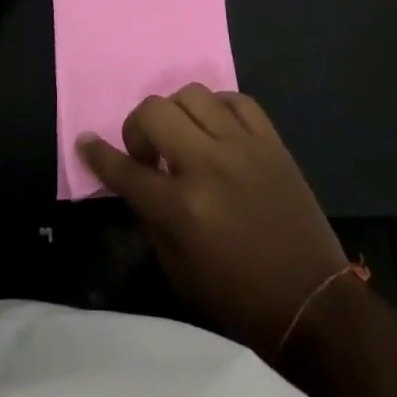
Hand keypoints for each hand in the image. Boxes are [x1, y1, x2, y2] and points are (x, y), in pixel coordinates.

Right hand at [80, 86, 347, 356]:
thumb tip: (136, 180)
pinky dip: (218, 108)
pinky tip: (216, 129)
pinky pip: (236, 99)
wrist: (311, 301)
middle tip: (147, 151)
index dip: (99, 154)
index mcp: (182, 208)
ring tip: (183, 137)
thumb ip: (151, 218)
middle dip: (137, 127)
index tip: (85, 141)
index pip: (125, 170)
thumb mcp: (178, 271)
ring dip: (176, 113)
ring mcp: (243, 147)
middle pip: (155, 112)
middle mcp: (208, 166)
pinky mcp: (271, 141)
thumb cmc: (238, 297)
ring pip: (192, 94)